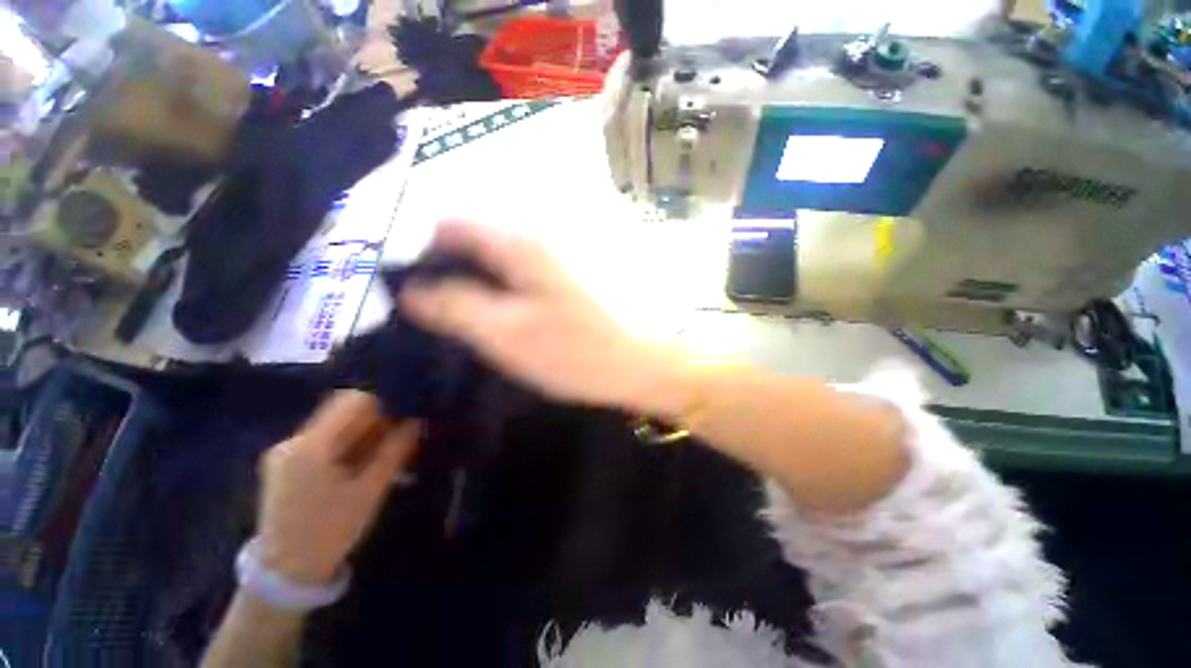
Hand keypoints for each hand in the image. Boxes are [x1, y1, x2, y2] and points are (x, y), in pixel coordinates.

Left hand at [258, 391, 420, 584]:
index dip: (384, 403)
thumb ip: (394, 451)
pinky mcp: (285, 465)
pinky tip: (361, 464)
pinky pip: (324, 442)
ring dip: (363, 434)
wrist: (286, 574)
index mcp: (311, 446)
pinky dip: (348, 445)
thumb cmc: (331, 531)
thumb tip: (417, 421)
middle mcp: (293, 441)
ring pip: (335, 427)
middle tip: (400, 436)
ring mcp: (285, 453)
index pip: (353, 401)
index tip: (405, 417)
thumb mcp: (370, 491)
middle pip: (342, 413)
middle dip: (376, 421)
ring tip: (384, 453)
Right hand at [400, 221, 679, 409]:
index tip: (402, 289)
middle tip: (422, 313)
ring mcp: (546, 265)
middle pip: (470, 244)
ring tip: (448, 321)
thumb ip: (455, 307)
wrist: (632, 365)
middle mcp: (532, 244)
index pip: (450, 227)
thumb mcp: (505, 333)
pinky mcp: (555, 286)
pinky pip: (509, 281)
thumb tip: (411, 290)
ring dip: (465, 287)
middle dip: (441, 272)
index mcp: (518, 246)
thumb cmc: (572, 352)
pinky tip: (484, 321)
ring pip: (489, 265)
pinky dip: (489, 296)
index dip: (420, 252)